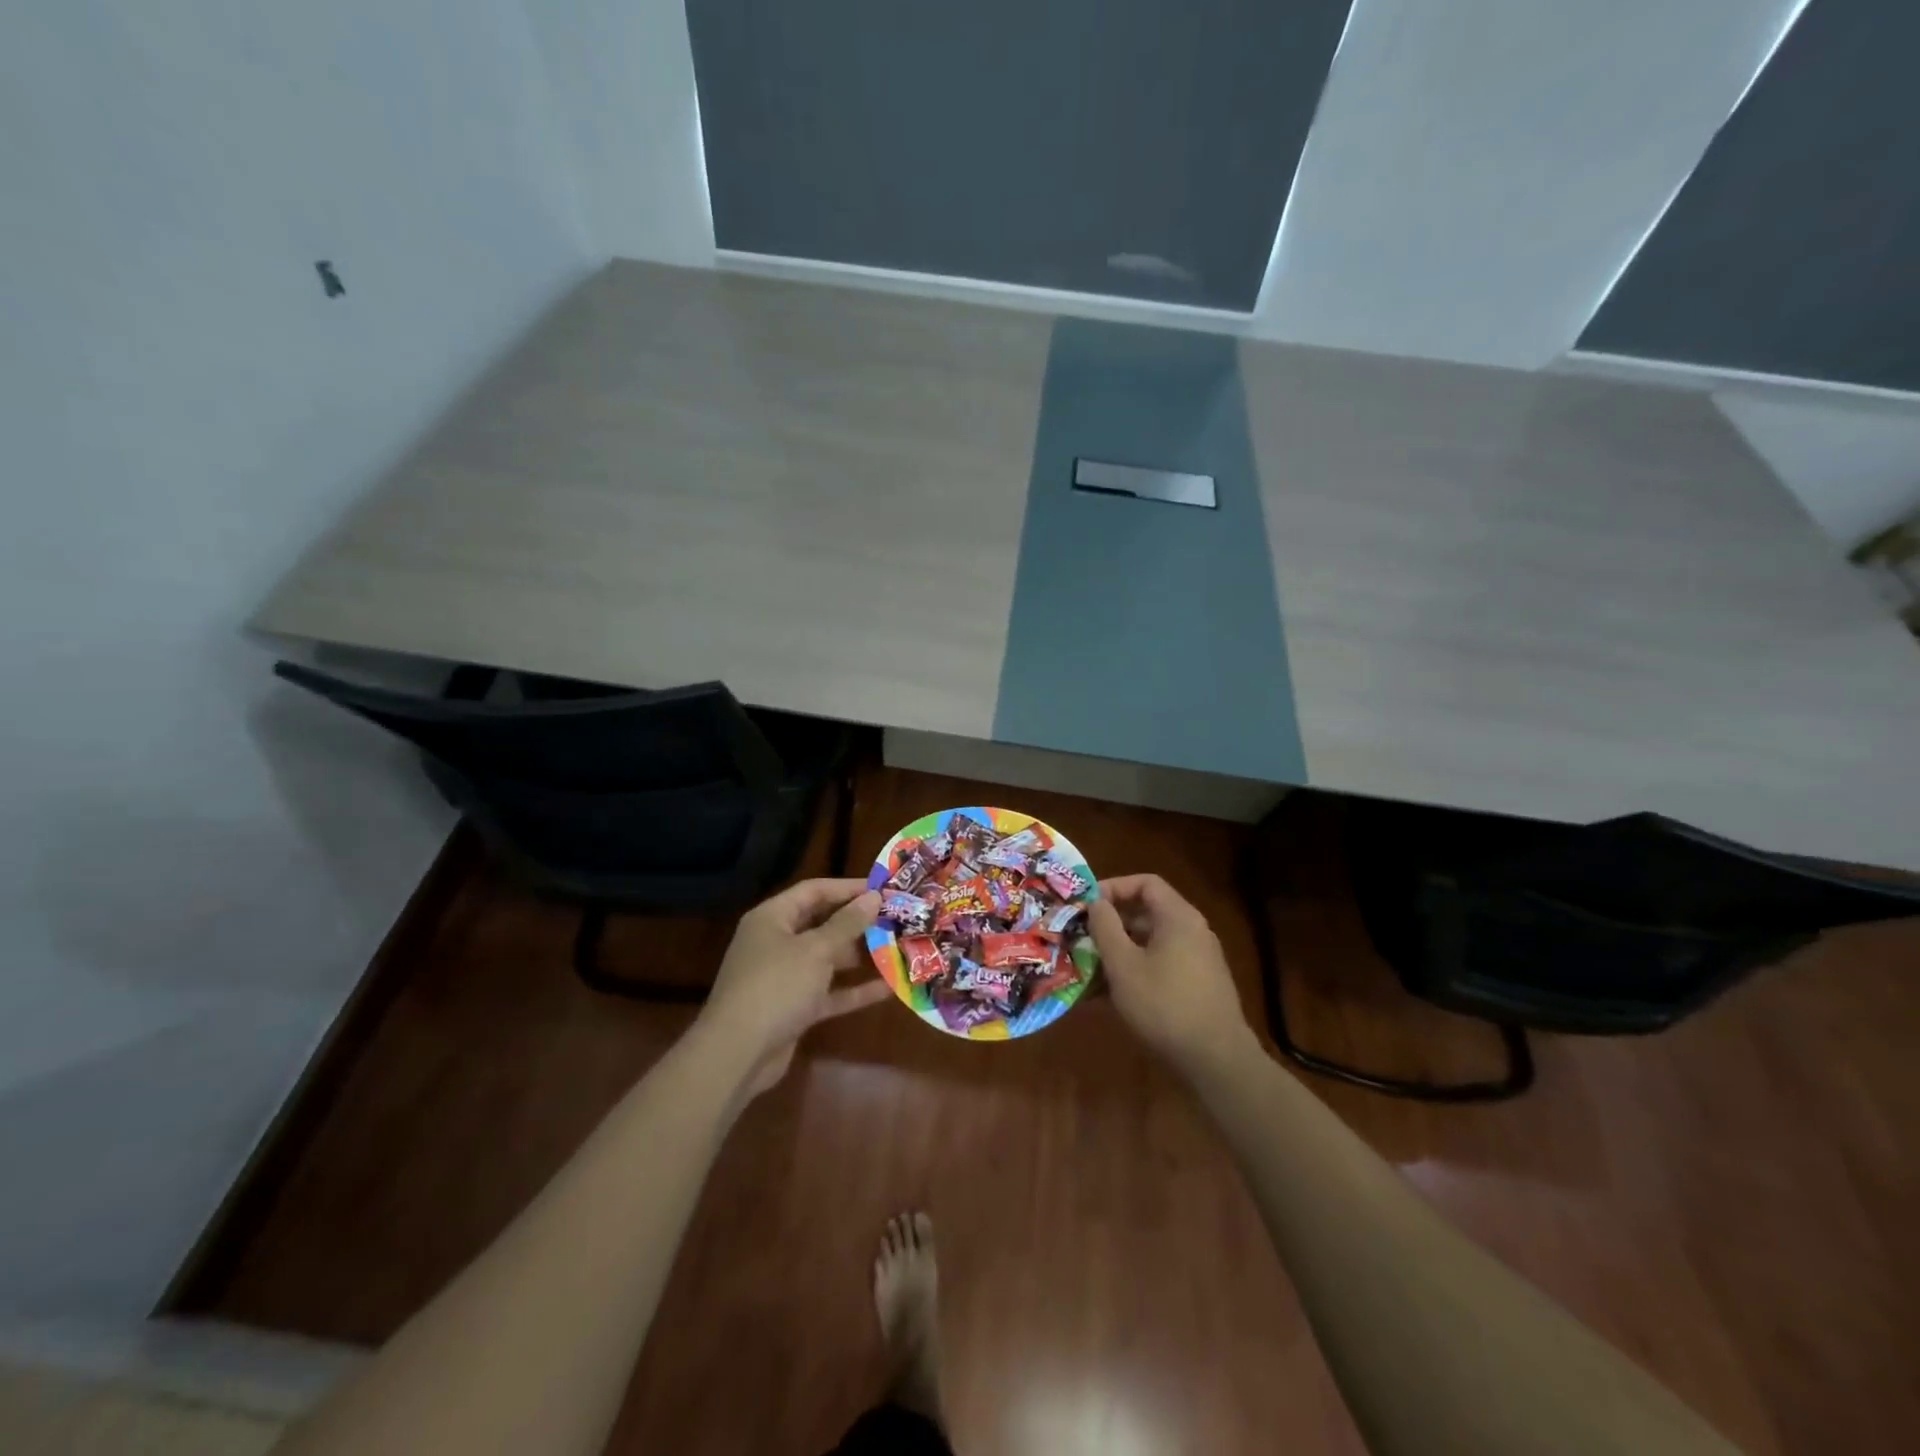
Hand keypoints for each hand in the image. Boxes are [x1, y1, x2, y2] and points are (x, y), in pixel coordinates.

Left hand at [695, 878, 889, 1095]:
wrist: (737, 1054)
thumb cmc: (776, 986)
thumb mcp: (815, 950)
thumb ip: (847, 923)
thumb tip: (873, 896)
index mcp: (772, 918)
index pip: (814, 891)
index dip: (848, 888)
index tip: (883, 888)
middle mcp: (776, 942)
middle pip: (821, 923)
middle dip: (857, 922)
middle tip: (895, 919)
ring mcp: (784, 977)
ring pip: (827, 959)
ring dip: (859, 956)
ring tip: (896, 948)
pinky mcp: (793, 1008)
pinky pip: (828, 992)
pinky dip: (853, 990)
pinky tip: (888, 988)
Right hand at [1088, 874, 1258, 1074]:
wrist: (1216, 1060)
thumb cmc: (1164, 1004)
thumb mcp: (1123, 965)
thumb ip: (1106, 928)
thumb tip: (1096, 903)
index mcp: (1178, 917)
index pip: (1145, 883)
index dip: (1113, 887)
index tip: (1087, 906)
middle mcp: (1193, 931)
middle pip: (1147, 913)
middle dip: (1111, 924)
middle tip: (1082, 938)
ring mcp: (1199, 959)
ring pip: (1151, 943)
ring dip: (1120, 951)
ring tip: (1089, 969)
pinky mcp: (1198, 985)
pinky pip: (1161, 965)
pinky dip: (1136, 970)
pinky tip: (1111, 995)